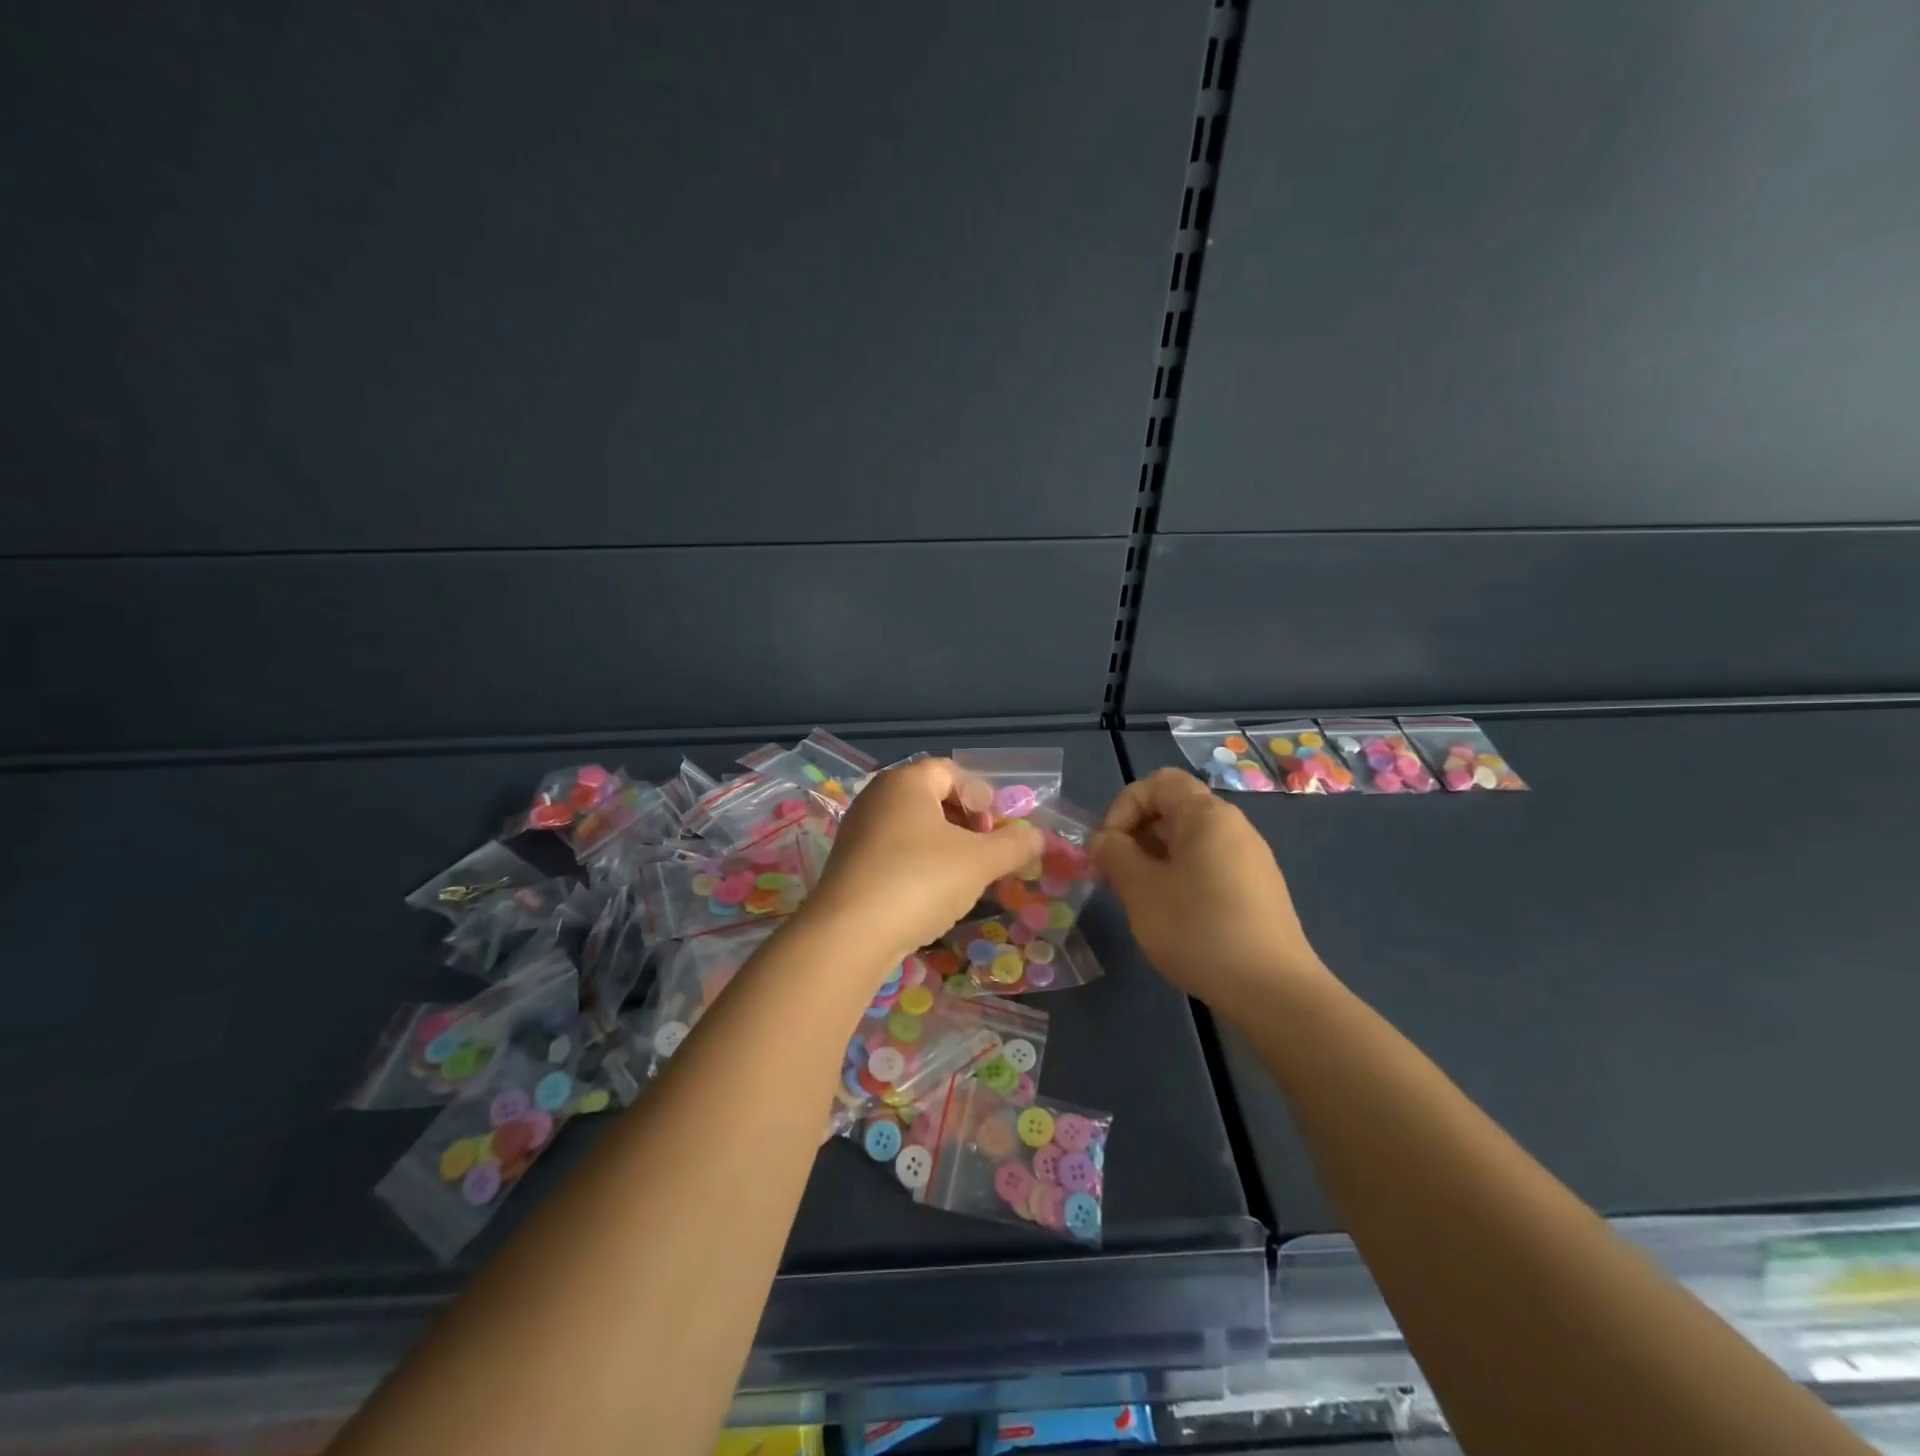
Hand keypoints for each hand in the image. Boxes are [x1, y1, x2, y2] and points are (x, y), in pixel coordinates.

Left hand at [801, 758, 1040, 971]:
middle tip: (984, 853)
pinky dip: (917, 864)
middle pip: (931, 797)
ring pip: (912, 827)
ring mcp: (858, 830)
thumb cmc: (920, 881)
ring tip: (962, 877)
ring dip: (943, 847)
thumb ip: (1014, 845)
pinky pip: (893, 851)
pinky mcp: (849, 863)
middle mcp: (877, 796)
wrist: (849, 934)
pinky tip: (929, 895)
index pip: (951, 772)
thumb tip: (1038, 837)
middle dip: (965, 823)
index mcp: (906, 781)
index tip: (995, 831)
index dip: (981, 796)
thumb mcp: (979, 862)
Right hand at [1093, 768, 1329, 1015]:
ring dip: (1155, 860)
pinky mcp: (1257, 890)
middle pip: (1174, 810)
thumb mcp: (1141, 890)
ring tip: (1140, 900)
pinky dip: (1180, 878)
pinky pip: (1208, 866)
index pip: (1158, 782)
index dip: (1124, 806)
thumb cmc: (1199, 929)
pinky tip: (1174, 917)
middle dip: (1136, 836)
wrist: (1273, 990)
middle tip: (1116, 877)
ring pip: (1189, 842)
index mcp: (1207, 815)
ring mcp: (1250, 859)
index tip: (1109, 848)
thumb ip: (1115, 855)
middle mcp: (1233, 827)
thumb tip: (1105, 840)